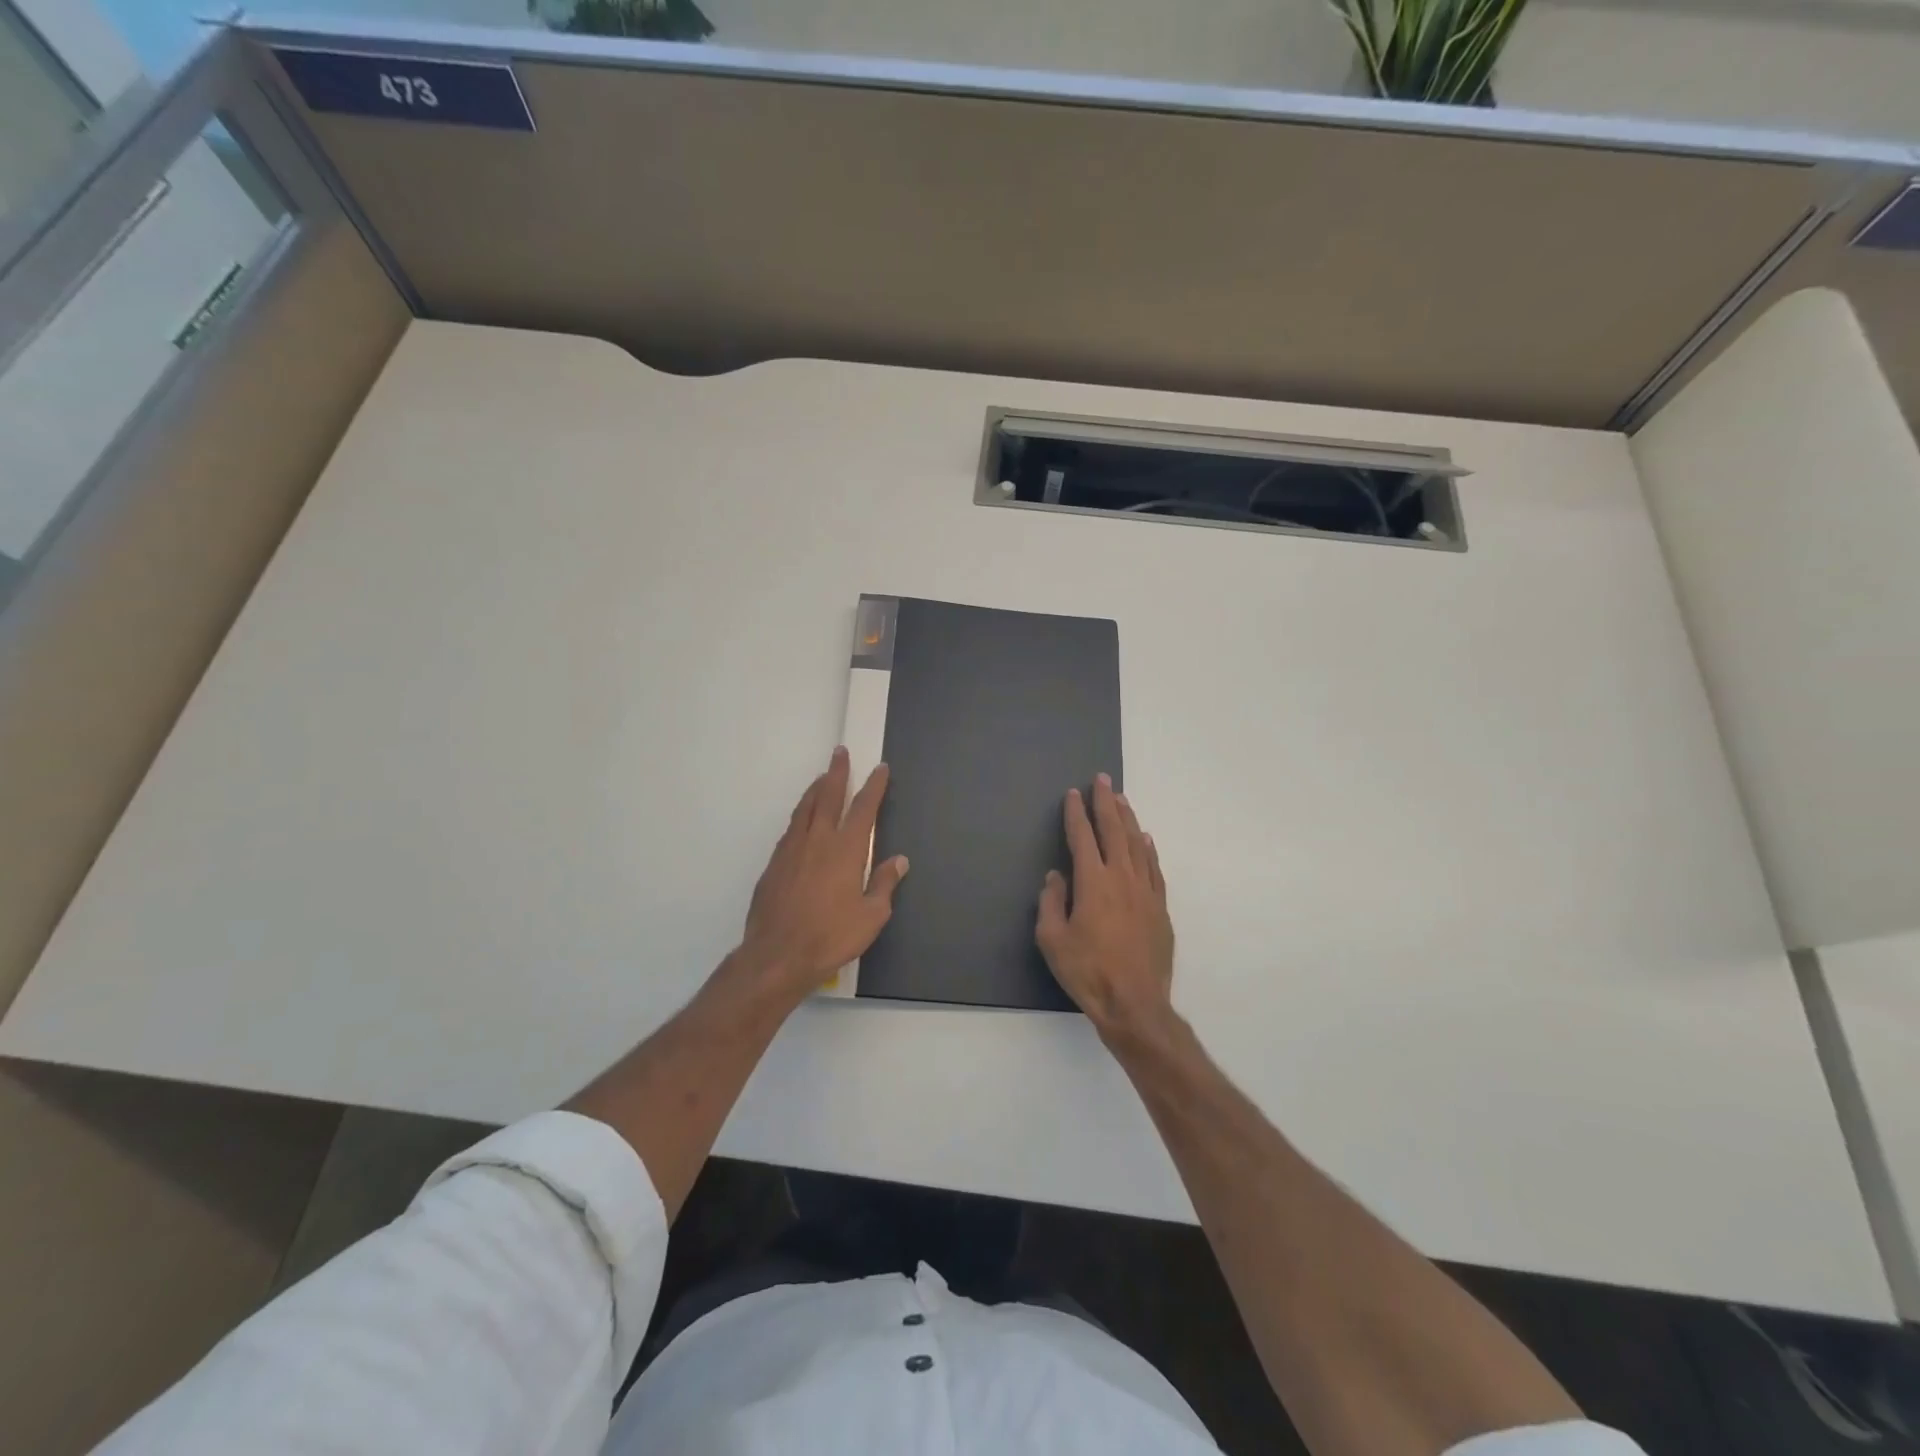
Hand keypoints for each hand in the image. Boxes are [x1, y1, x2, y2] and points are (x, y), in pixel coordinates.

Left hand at [740, 746, 907, 999]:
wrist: (777, 955)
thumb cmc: (831, 937)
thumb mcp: (871, 916)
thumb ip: (884, 884)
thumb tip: (898, 860)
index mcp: (845, 850)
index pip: (863, 809)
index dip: (874, 786)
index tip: (880, 768)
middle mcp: (817, 841)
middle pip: (828, 797)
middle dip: (837, 773)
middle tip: (840, 753)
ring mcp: (791, 851)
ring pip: (804, 809)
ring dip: (815, 790)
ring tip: (821, 778)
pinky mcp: (773, 865)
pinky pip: (790, 830)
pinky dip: (799, 816)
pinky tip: (801, 821)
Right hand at [1036, 774, 1174, 1039]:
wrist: (1135, 1003)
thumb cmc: (1087, 972)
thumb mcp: (1052, 940)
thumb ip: (1051, 902)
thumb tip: (1056, 877)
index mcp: (1093, 882)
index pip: (1083, 837)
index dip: (1076, 814)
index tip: (1073, 794)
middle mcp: (1122, 878)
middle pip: (1114, 831)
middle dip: (1106, 803)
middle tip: (1102, 780)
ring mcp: (1145, 891)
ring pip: (1137, 844)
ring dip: (1128, 819)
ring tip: (1121, 799)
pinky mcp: (1160, 908)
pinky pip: (1154, 868)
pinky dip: (1149, 849)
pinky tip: (1145, 838)